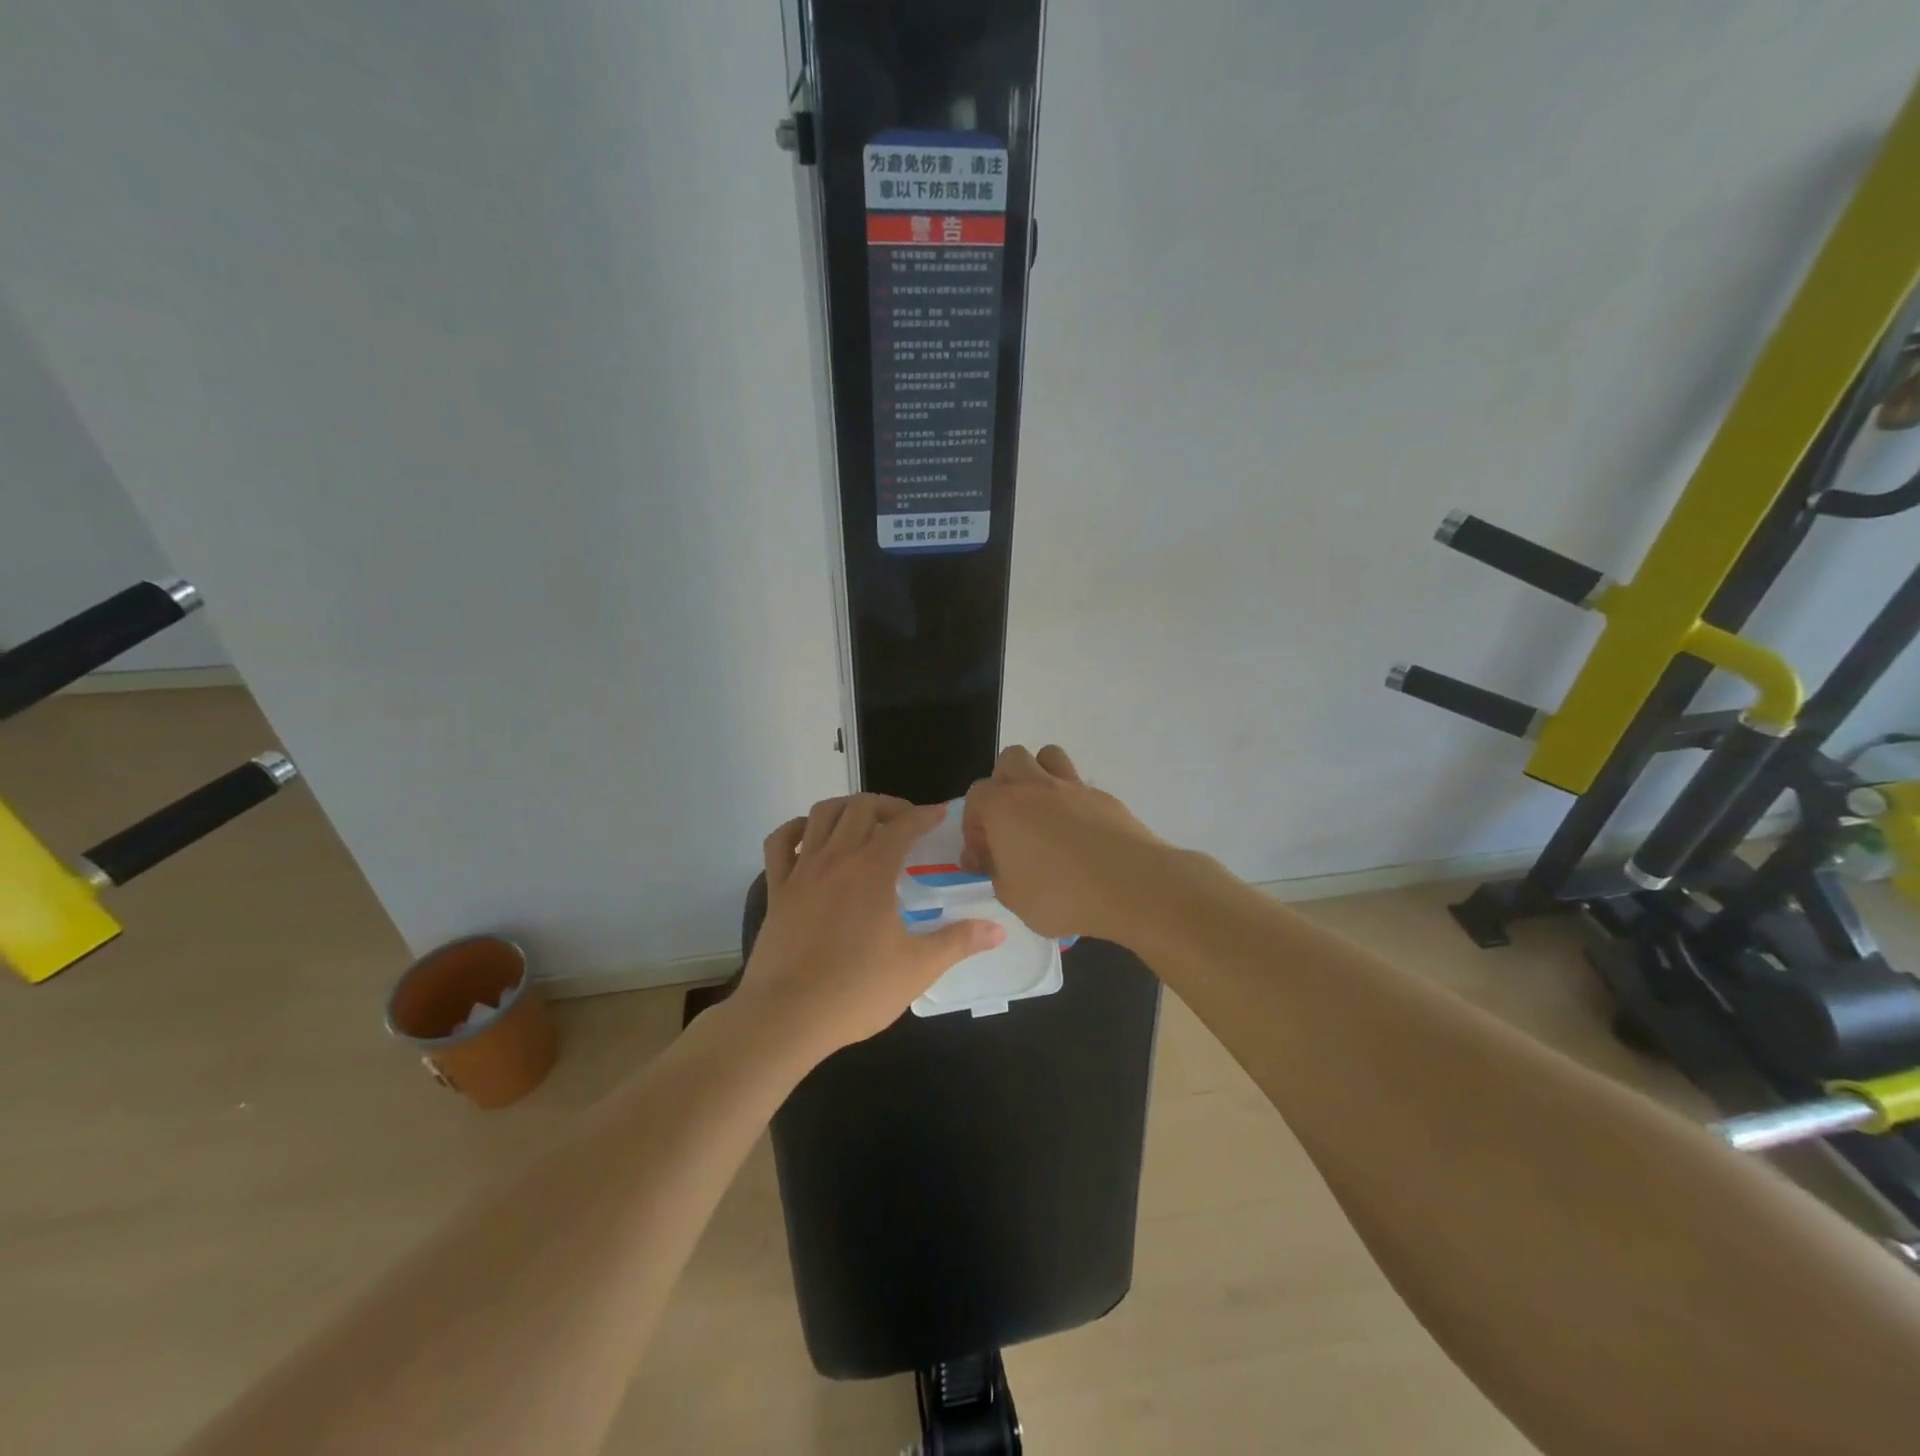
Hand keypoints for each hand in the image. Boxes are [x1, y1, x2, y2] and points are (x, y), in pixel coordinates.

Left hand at [740, 794, 1005, 1055]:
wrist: (787, 1017)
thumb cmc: (857, 990)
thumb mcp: (918, 967)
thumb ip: (959, 942)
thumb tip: (998, 929)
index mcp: (872, 869)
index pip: (903, 824)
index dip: (925, 814)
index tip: (940, 815)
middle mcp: (836, 858)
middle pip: (861, 808)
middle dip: (888, 805)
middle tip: (906, 822)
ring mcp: (801, 871)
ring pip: (821, 814)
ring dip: (846, 808)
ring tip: (864, 823)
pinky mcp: (776, 890)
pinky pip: (780, 843)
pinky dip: (797, 829)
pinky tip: (811, 838)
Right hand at [962, 745, 1166, 942]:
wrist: (1131, 886)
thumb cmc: (1061, 895)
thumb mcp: (1012, 897)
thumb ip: (995, 872)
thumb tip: (990, 858)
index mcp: (1003, 807)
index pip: (976, 796)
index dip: (975, 824)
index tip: (985, 854)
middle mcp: (1035, 786)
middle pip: (1011, 759)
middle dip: (1004, 784)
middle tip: (1011, 822)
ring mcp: (1073, 787)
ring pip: (1048, 756)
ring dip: (1040, 776)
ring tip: (1044, 813)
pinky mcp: (1105, 798)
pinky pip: (1080, 786)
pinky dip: (1073, 802)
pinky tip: (1080, 835)